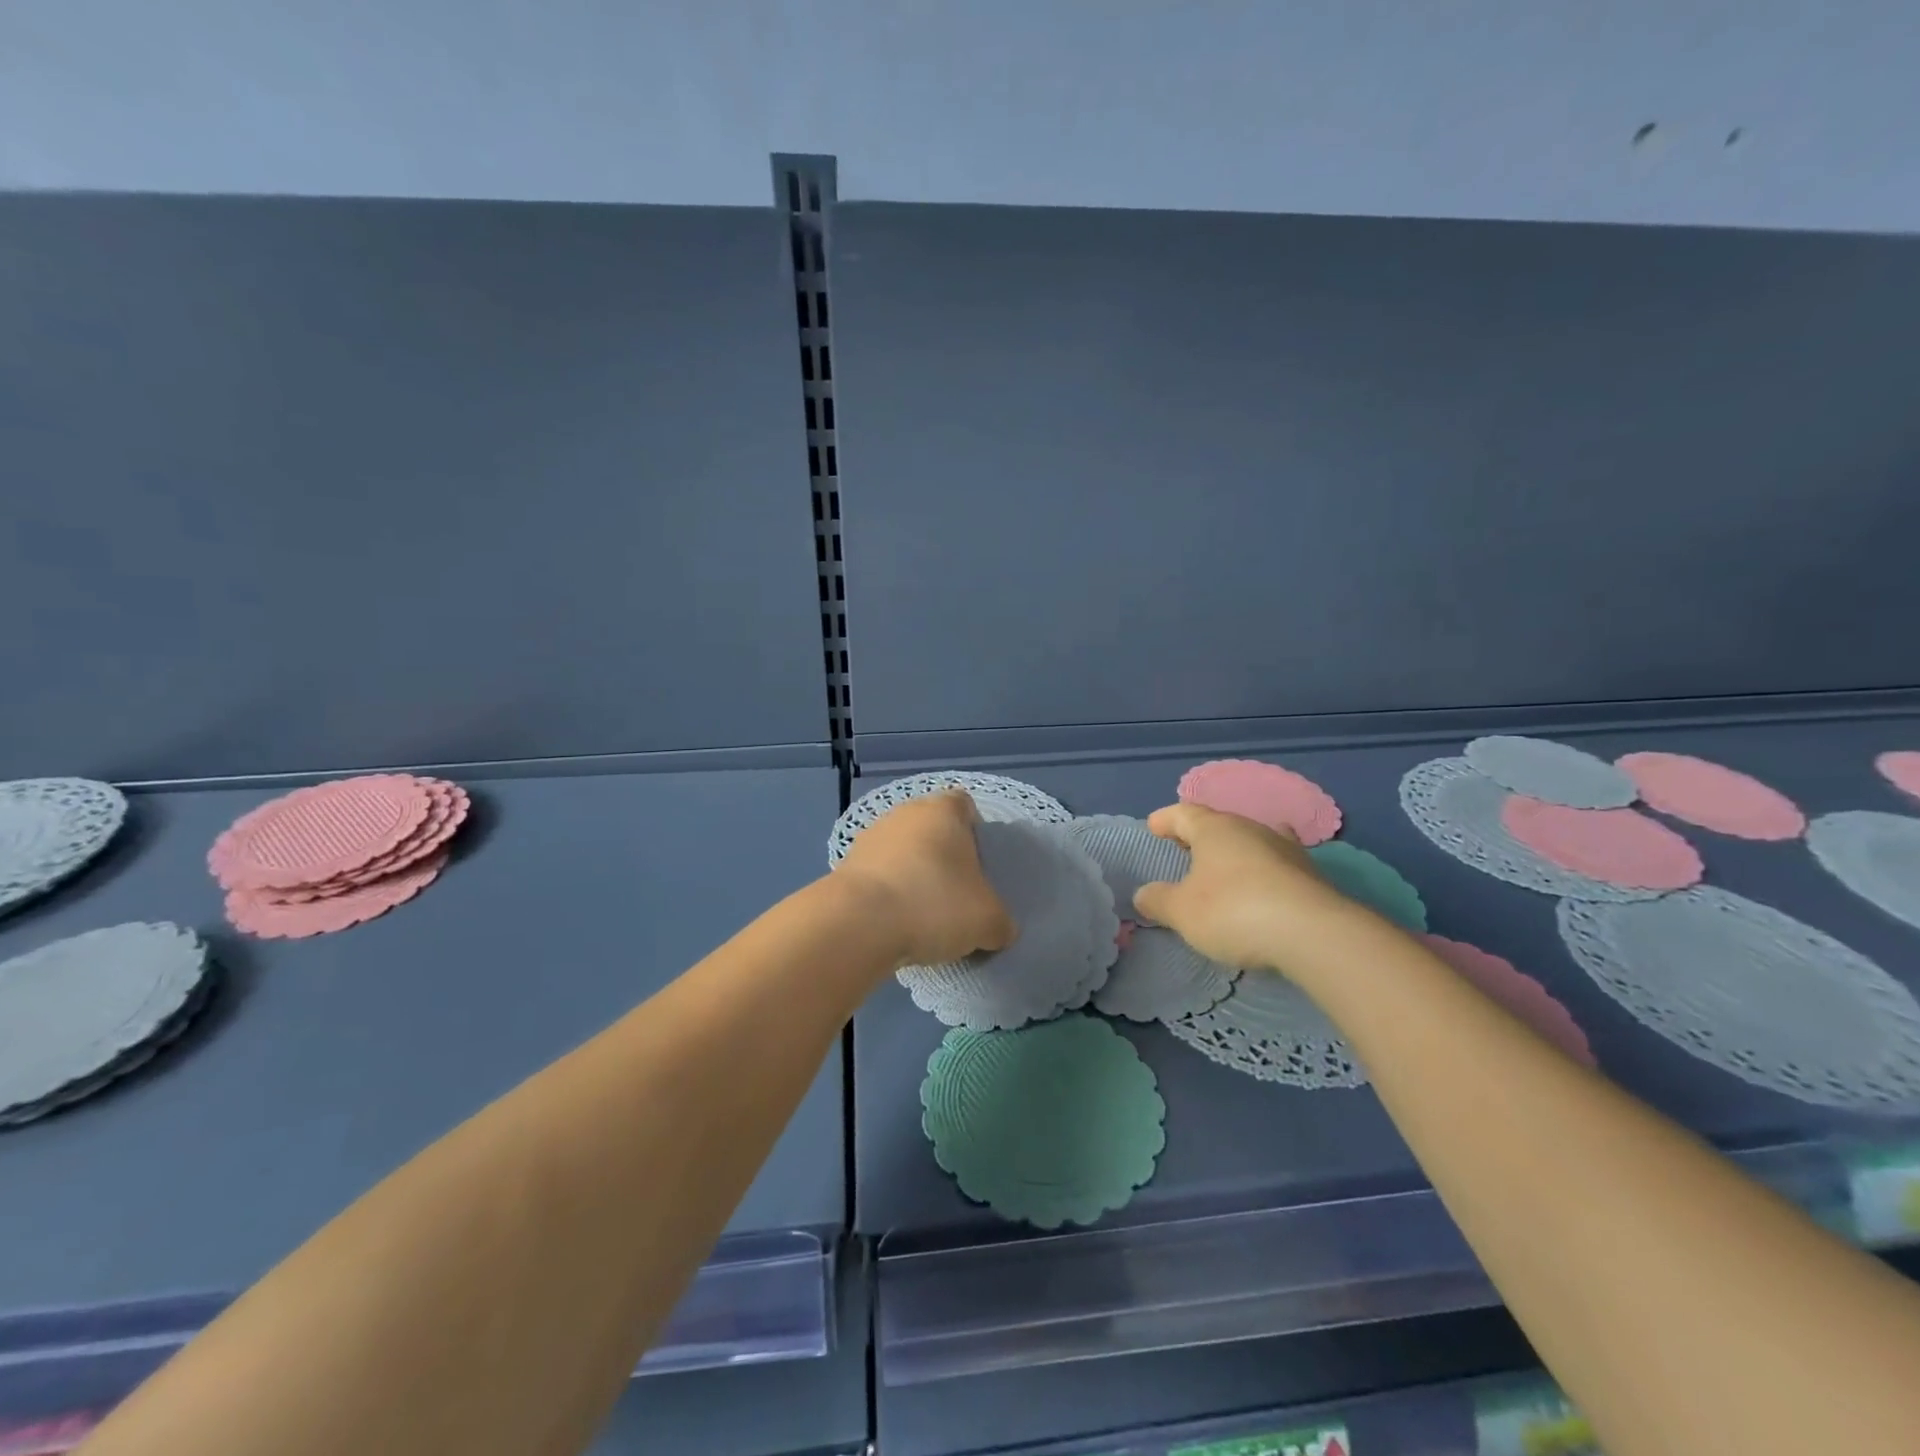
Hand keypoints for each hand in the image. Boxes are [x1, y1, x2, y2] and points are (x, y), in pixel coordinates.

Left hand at [835, 791, 1016, 966]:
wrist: (858, 923)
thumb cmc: (934, 904)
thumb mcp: (988, 921)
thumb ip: (1001, 922)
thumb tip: (1000, 930)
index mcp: (943, 811)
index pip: (965, 805)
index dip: (975, 831)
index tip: (979, 865)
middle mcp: (905, 812)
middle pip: (932, 828)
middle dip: (943, 856)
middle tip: (956, 893)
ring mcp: (871, 836)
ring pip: (902, 851)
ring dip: (912, 874)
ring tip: (923, 915)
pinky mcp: (846, 864)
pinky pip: (878, 874)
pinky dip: (888, 893)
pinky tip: (895, 923)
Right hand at [1132, 803, 1356, 972]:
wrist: (1313, 934)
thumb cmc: (1233, 911)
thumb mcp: (1182, 912)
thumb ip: (1159, 901)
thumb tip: (1143, 894)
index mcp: (1215, 829)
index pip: (1183, 813)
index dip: (1165, 819)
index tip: (1153, 827)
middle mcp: (1251, 829)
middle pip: (1219, 824)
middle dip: (1200, 835)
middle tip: (1184, 849)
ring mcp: (1285, 849)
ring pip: (1251, 841)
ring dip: (1234, 852)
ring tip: (1223, 867)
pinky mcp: (1310, 875)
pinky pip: (1276, 864)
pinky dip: (1262, 871)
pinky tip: (1262, 884)